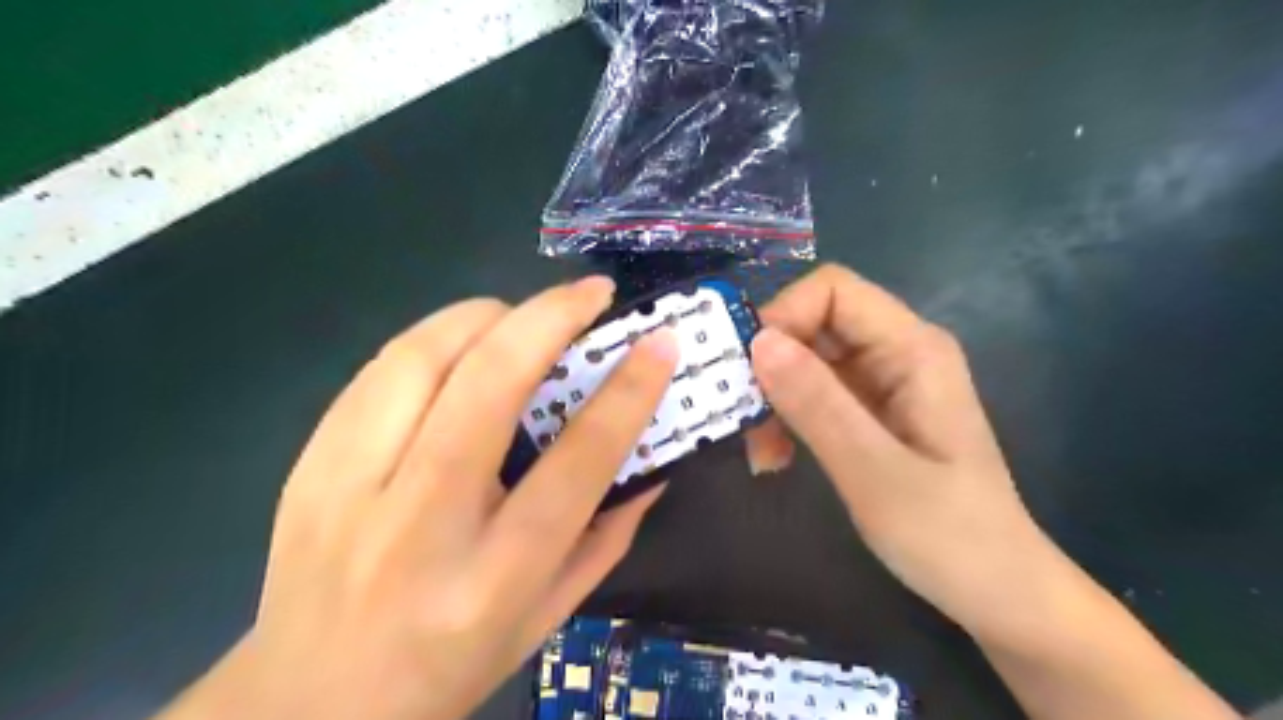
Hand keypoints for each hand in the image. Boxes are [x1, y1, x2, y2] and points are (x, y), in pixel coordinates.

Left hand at [158, 277, 680, 719]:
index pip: (576, 463)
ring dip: (486, 317)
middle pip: (488, 385)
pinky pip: (378, 371)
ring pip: (421, 358)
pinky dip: (432, 340)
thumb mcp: (549, 616)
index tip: (658, 344)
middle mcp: (422, 525)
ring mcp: (350, 489)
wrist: (308, 702)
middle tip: (592, 293)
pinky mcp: (308, 465)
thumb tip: (653, 463)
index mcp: (495, 576)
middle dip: (551, 318)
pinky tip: (462, 346)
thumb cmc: (449, 666)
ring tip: (523, 315)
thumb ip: (608, 536)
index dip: (627, 393)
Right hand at [742, 265, 1050, 630]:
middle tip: (743, 418)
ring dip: (773, 397)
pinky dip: (786, 417)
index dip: (784, 316)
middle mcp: (897, 352)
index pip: (833, 290)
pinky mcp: (870, 411)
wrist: (995, 589)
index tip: (748, 371)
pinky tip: (777, 458)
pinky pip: (814, 393)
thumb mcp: (874, 471)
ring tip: (760, 453)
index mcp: (912, 348)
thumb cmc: (948, 535)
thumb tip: (758, 341)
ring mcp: (883, 382)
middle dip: (770, 363)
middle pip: (814, 322)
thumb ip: (817, 403)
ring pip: (806, 360)